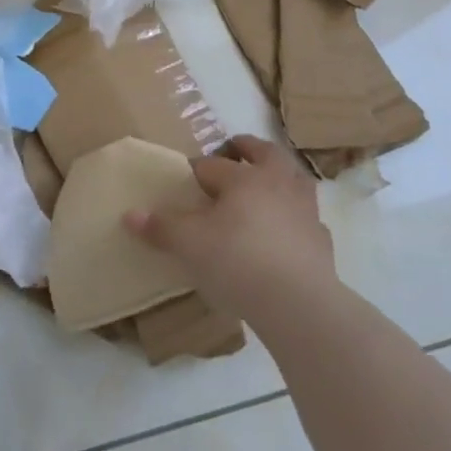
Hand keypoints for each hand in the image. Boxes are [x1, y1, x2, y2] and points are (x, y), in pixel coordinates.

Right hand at [124, 136, 335, 322]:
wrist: (297, 302)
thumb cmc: (237, 262)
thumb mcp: (189, 245)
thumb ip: (161, 227)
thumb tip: (130, 214)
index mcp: (243, 179)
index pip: (212, 165)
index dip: (195, 170)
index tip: (184, 180)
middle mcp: (277, 184)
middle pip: (265, 153)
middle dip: (247, 148)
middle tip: (235, 148)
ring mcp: (304, 210)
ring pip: (295, 178)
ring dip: (280, 174)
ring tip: (267, 181)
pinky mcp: (320, 238)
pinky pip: (307, 216)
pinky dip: (295, 215)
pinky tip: (286, 229)